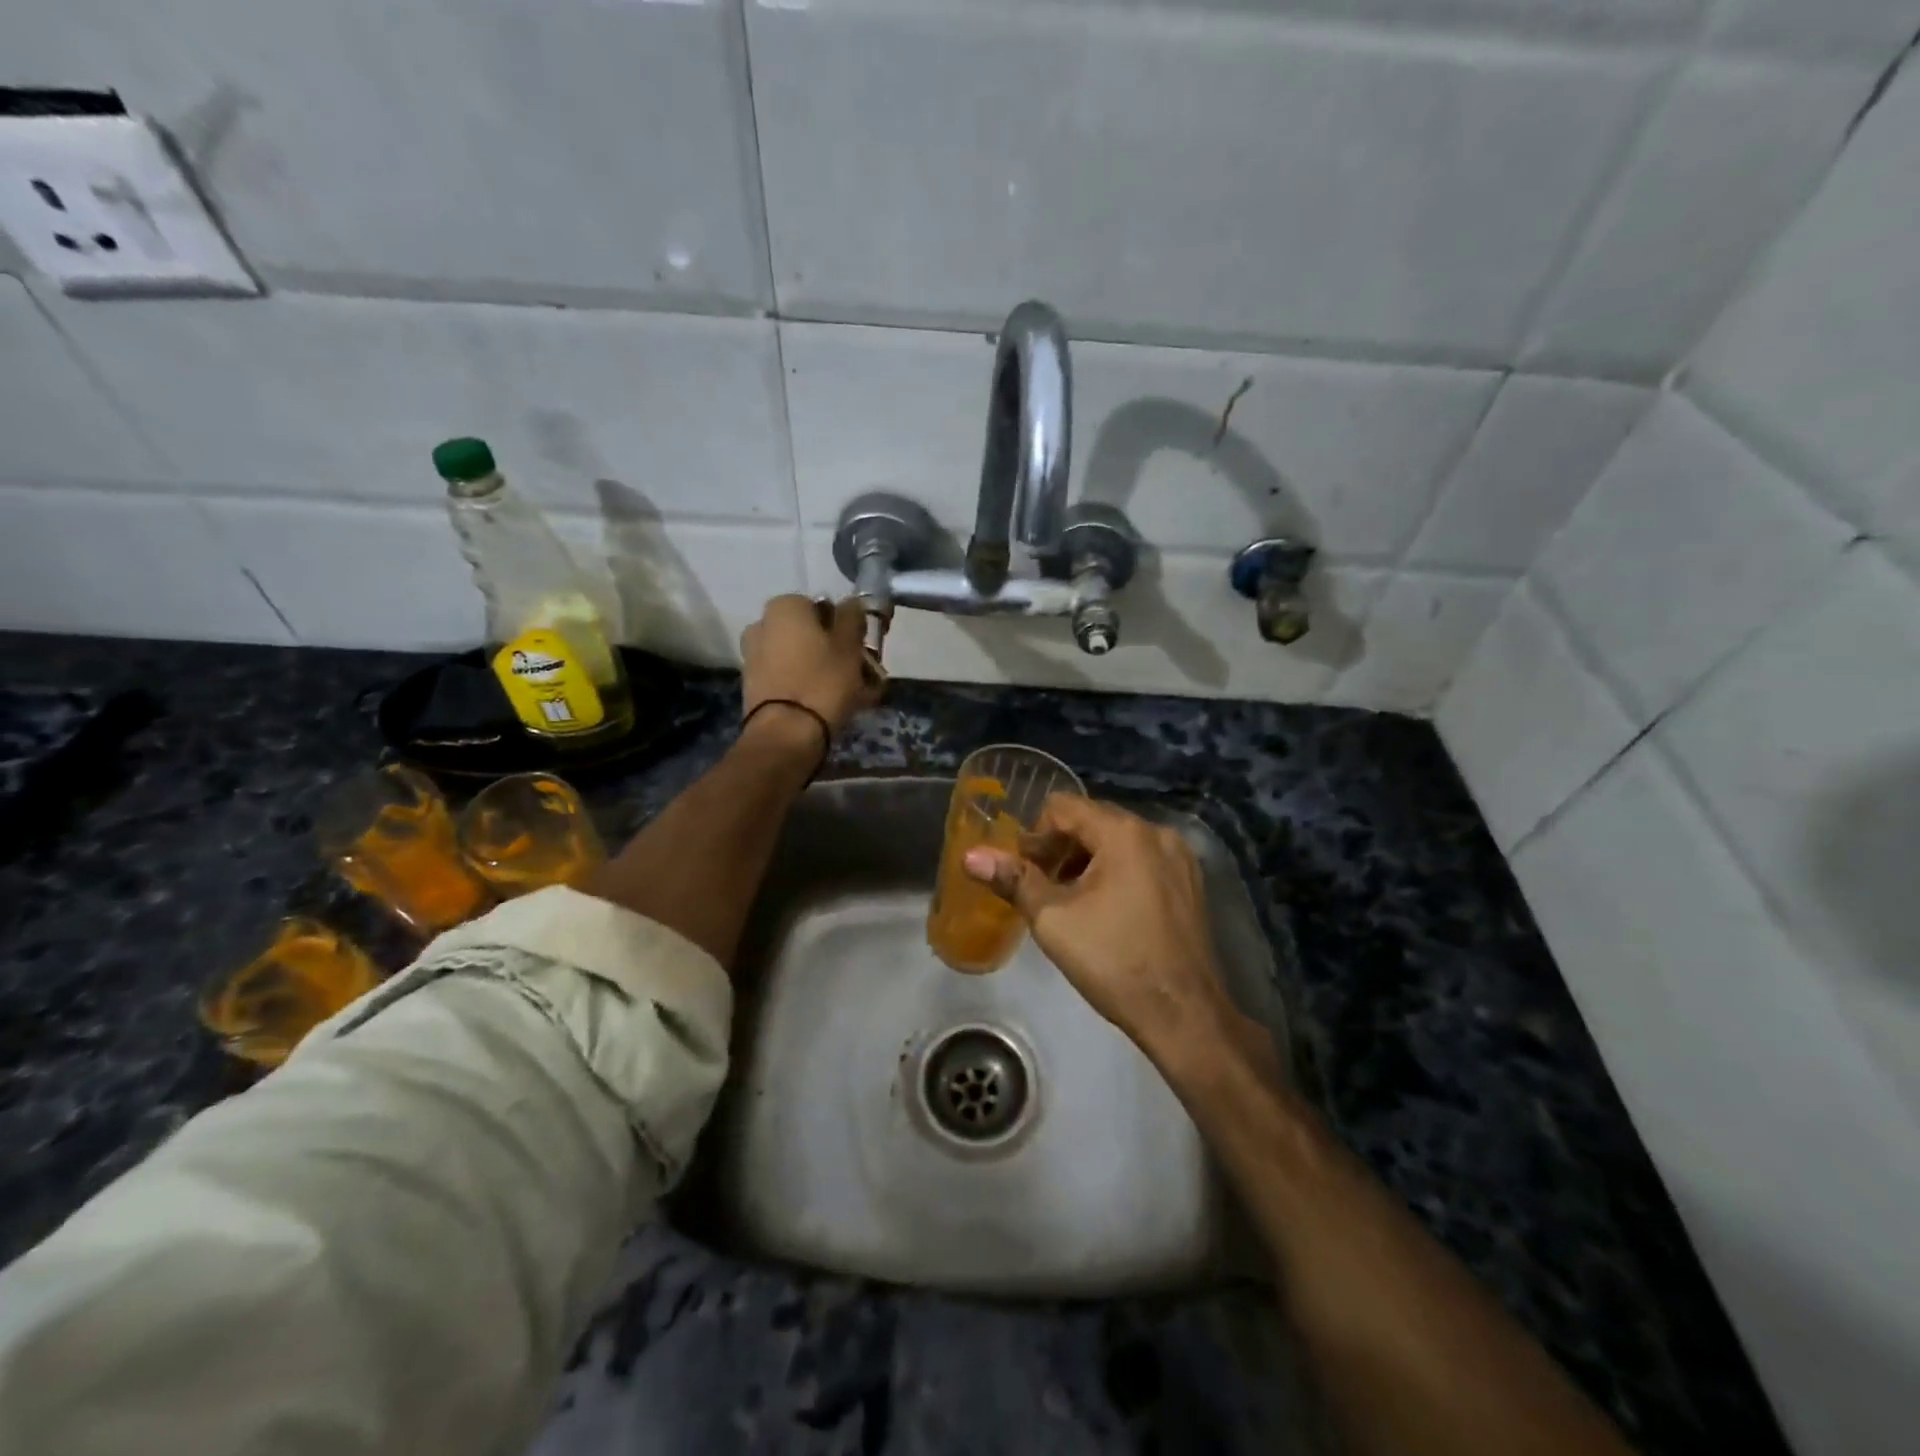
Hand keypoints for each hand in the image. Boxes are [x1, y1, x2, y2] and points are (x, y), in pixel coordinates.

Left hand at [739, 595, 879, 738]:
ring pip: (800, 657)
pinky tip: (830, 705)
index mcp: (784, 607)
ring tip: (851, 695)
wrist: (785, 734)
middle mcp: (762, 624)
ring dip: (824, 670)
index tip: (861, 648)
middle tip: (861, 673)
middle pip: (809, 633)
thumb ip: (852, 617)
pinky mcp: (754, 686)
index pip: (822, 606)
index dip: (845, 626)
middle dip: (834, 650)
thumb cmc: (822, 681)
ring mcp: (754, 656)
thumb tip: (850, 604)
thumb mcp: (849, 645)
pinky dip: (809, 686)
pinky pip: (789, 678)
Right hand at [963, 795, 1235, 1062]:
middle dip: (1060, 847)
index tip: (1023, 870)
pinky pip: (1142, 860)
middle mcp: (1157, 832)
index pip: (1064, 807)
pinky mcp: (1190, 882)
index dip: (1035, 834)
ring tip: (1068, 901)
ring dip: (1086, 860)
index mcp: (1125, 832)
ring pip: (1118, 841)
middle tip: (1040, 886)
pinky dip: (1116, 872)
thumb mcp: (1054, 920)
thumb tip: (970, 856)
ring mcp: (1180, 857)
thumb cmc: (1114, 961)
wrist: (1184, 1014)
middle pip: (1093, 820)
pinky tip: (1104, 909)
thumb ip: (1013, 880)